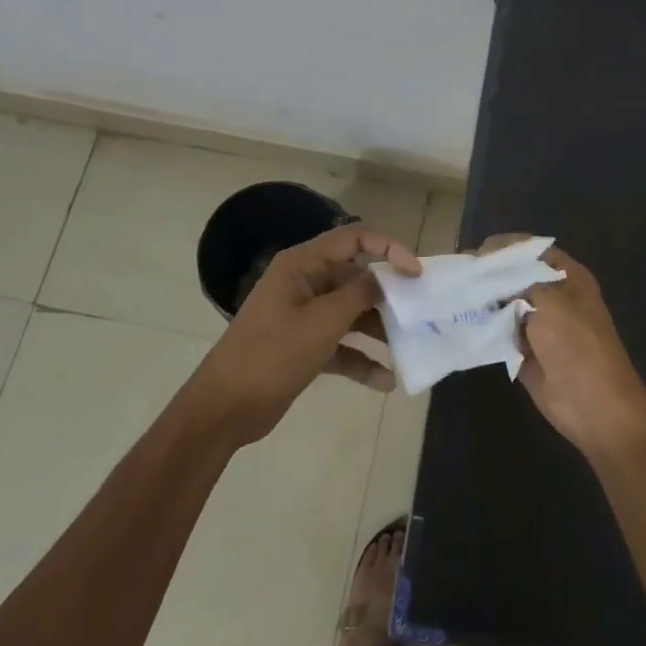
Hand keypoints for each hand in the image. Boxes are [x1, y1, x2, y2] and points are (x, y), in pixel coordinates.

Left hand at [185, 223, 419, 446]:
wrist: (226, 407)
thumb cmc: (273, 354)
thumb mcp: (323, 321)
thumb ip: (360, 295)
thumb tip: (385, 279)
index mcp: (303, 265)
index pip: (354, 239)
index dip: (389, 249)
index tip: (416, 274)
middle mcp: (305, 283)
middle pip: (356, 278)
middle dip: (388, 296)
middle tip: (419, 314)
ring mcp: (304, 316)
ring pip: (352, 314)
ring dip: (378, 331)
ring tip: (408, 349)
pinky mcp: (304, 346)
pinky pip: (341, 345)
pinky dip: (361, 360)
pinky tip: (385, 382)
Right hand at [478, 235, 645, 454]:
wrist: (593, 405)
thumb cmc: (578, 346)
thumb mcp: (551, 303)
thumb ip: (521, 283)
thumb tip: (493, 276)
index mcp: (569, 278)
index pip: (534, 251)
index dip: (507, 247)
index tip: (477, 252)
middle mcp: (554, 297)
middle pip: (516, 277)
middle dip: (489, 275)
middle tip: (459, 275)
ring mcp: (539, 325)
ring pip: (505, 305)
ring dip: (483, 302)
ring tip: (453, 295)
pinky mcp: (525, 351)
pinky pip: (500, 333)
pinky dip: (483, 327)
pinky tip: (460, 320)